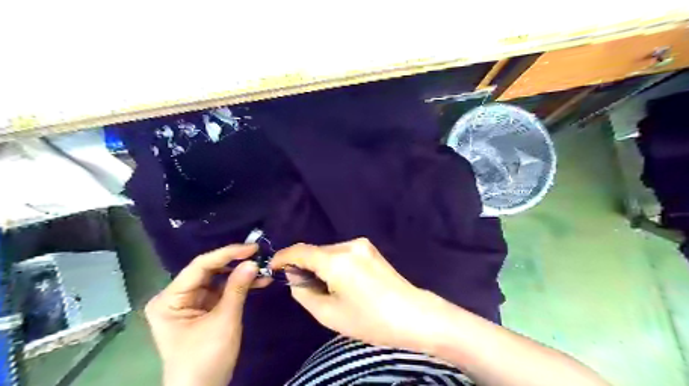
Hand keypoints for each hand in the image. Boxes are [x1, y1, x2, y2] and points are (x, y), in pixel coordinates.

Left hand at [145, 244, 264, 385]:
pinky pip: (223, 291)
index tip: (251, 248)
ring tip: (264, 269)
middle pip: (209, 271)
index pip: (199, 266)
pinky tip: (259, 282)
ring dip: (241, 275)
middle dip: (235, 264)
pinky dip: (240, 287)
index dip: (227, 254)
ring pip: (218, 279)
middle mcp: (177, 296)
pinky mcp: (203, 309)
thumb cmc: (206, 358)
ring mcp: (191, 302)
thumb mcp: (224, 321)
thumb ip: (237, 288)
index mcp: (169, 299)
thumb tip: (253, 262)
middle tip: (260, 255)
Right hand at [269, 236, 440, 350]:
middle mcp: (348, 245)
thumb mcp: (329, 314)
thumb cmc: (369, 319)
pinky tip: (340, 281)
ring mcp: (362, 244)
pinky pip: (342, 253)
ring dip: (319, 265)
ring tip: (324, 287)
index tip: (272, 266)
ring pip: (328, 252)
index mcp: (336, 260)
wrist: (412, 314)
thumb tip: (295, 276)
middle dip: (303, 265)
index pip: (300, 251)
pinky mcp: (370, 249)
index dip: (282, 257)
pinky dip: (333, 264)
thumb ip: (304, 292)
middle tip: (301, 286)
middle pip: (315, 251)